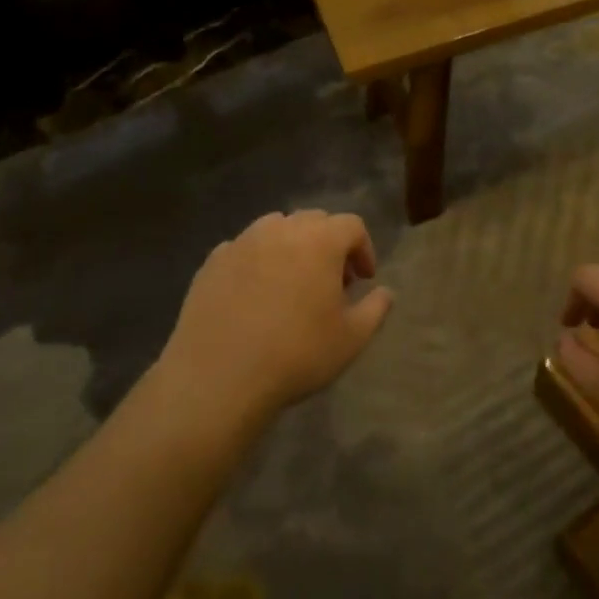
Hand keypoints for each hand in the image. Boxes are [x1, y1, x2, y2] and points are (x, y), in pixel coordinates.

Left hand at [158, 211, 392, 430]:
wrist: (218, 377)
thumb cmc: (295, 354)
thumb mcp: (351, 339)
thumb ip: (375, 309)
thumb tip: (385, 292)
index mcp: (320, 240)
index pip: (352, 225)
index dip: (363, 249)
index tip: (364, 280)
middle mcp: (281, 229)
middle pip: (314, 220)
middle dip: (329, 244)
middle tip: (331, 282)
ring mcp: (243, 241)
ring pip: (276, 228)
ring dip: (292, 247)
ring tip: (291, 284)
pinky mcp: (213, 261)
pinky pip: (244, 248)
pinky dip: (257, 261)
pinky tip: (255, 295)